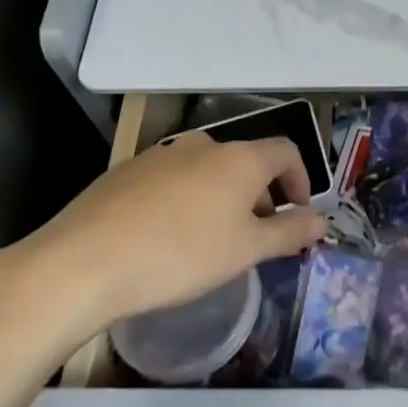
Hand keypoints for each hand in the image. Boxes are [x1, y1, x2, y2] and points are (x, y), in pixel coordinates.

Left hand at [0, 134, 325, 362]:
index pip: (285, 151)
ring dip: (222, 197)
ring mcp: (159, 155)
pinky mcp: (126, 171)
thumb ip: (289, 232)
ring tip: (212, 239)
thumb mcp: (246, 250)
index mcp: (239, 158)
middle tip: (256, 234)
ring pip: (206, 170)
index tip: (297, 214)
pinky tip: (168, 236)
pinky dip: (186, 199)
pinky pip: (171, 180)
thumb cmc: (182, 254)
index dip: (301, 179)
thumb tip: (322, 221)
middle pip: (245, 160)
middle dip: (260, 193)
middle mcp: (202, 145)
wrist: (85, 261)